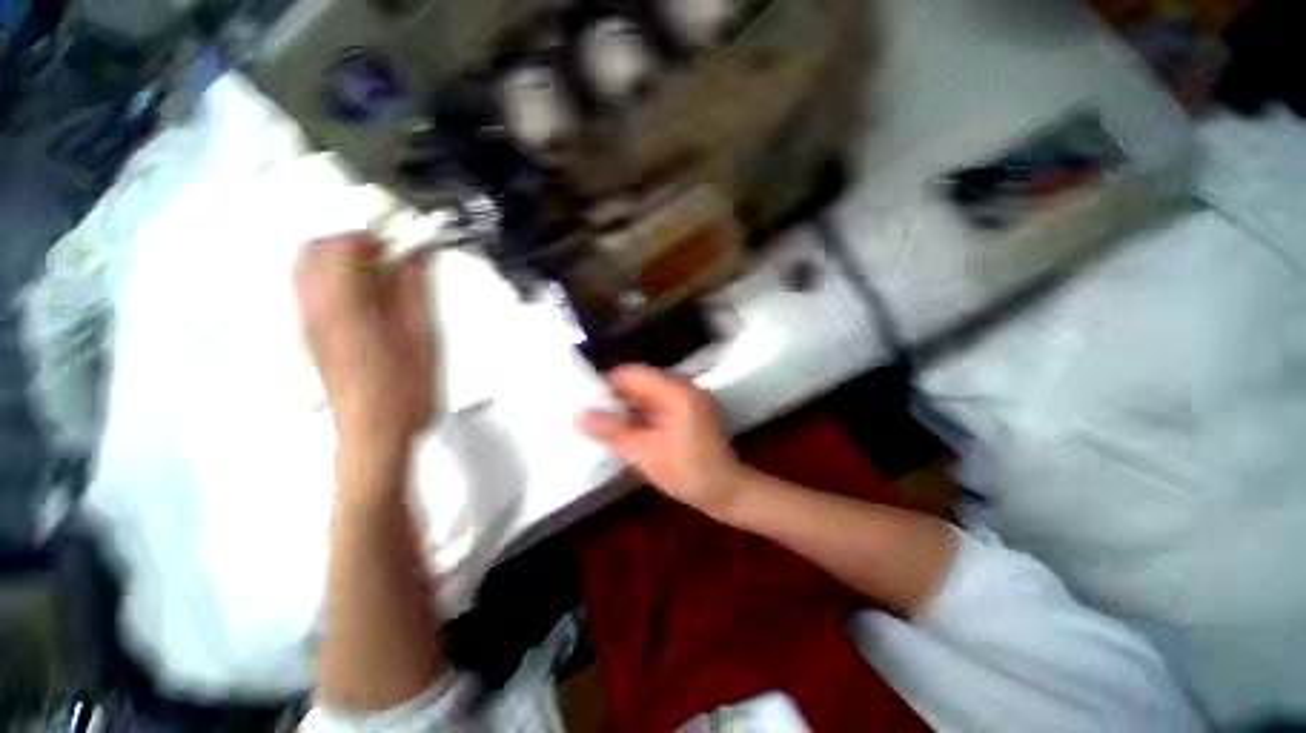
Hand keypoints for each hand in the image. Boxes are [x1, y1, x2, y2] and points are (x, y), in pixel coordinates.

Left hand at [296, 234, 436, 449]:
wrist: (372, 432)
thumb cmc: (404, 391)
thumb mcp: (421, 339)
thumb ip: (414, 293)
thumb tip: (415, 257)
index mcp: (346, 308)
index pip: (343, 247)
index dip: (374, 238)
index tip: (402, 245)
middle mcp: (315, 309)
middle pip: (313, 251)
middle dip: (350, 242)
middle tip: (388, 255)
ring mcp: (308, 322)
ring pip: (306, 268)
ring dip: (340, 259)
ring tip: (378, 273)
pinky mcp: (310, 334)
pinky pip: (310, 289)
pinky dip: (333, 278)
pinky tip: (365, 295)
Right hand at [577, 365, 748, 519]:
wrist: (727, 492)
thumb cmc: (686, 471)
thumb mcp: (643, 452)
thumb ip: (610, 431)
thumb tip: (577, 416)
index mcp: (676, 391)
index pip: (633, 373)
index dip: (608, 385)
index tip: (591, 406)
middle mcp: (685, 387)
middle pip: (642, 382)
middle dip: (617, 399)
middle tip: (596, 419)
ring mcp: (690, 399)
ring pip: (650, 394)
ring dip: (629, 409)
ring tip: (609, 427)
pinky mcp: (692, 412)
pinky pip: (660, 405)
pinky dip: (643, 416)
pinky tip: (631, 432)